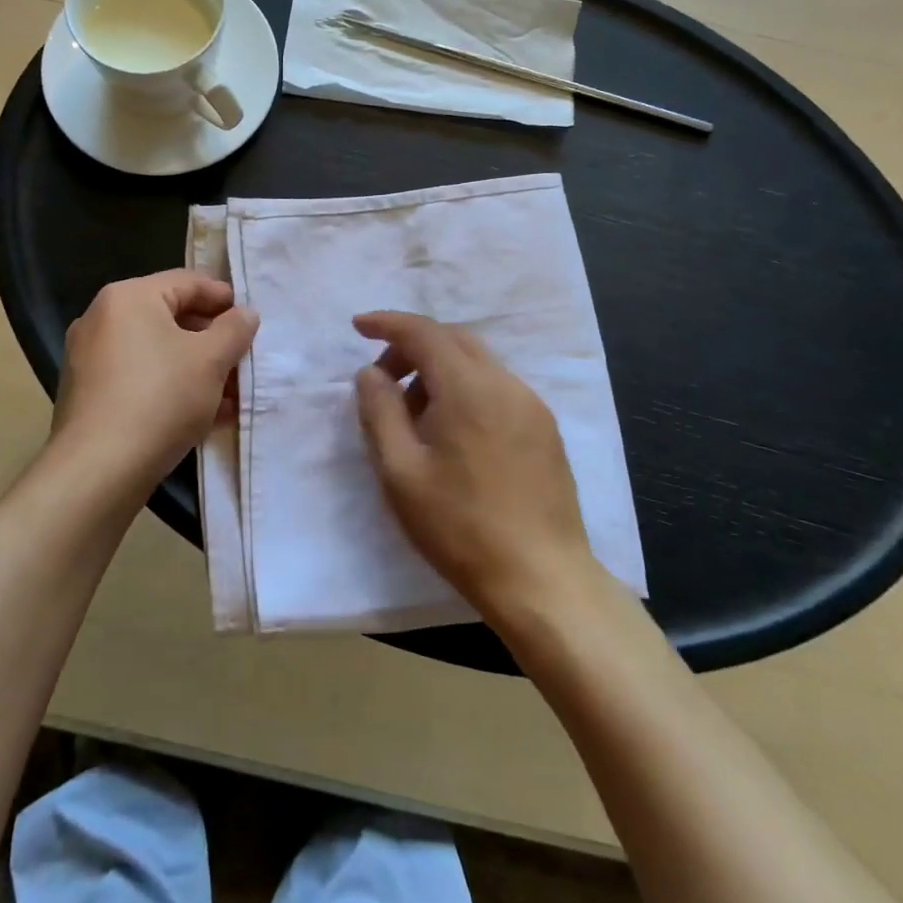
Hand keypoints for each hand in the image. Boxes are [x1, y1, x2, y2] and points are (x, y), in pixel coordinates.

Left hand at [50, 271, 258, 501]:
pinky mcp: (89, 396)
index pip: (187, 282)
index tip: (251, 320)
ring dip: (196, 369)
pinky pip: (140, 379)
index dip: (224, 298)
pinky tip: (204, 416)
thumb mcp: (211, 360)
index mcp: (128, 297)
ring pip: (157, 353)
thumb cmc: (160, 398)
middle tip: (242, 360)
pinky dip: (171, 388)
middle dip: (212, 340)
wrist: (98, 470)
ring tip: (231, 394)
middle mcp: (102, 320)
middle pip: (171, 318)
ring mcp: (90, 359)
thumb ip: (234, 329)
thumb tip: (245, 314)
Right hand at [353, 311, 596, 621]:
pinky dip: (465, 388)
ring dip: (439, 369)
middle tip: (383, 379)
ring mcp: (530, 404)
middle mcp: (505, 383)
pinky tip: (452, 432)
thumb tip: (371, 372)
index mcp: (469, 387)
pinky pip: (497, 386)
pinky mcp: (544, 428)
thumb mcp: (400, 472)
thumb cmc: (460, 527)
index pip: (424, 332)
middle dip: (412, 346)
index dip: (388, 323)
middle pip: (453, 339)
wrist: (542, 580)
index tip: (358, 326)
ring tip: (415, 415)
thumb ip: (380, 411)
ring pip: (477, 362)